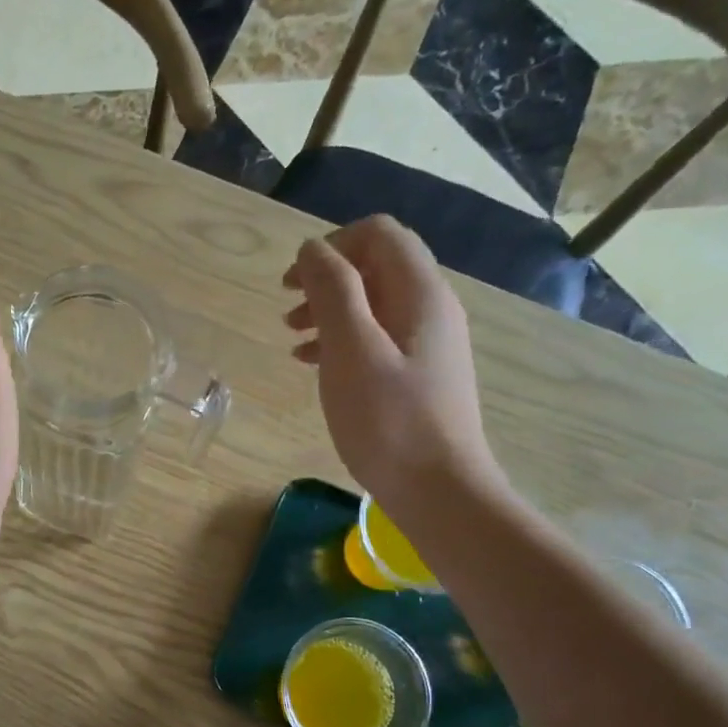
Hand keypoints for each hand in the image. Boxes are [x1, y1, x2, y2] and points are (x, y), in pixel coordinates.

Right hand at [283, 216, 501, 521]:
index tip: (293, 282)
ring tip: (293, 341)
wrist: (439, 492)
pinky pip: (378, 339)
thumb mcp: (352, 350)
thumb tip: (313, 249)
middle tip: (287, 312)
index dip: (331, 247)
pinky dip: (342, 342)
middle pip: (376, 267)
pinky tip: (315, 366)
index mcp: (420, 293)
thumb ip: (332, 291)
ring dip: (330, 312)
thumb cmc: (389, 421)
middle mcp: (431, 309)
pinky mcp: (419, 376)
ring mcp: (428, 344)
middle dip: (327, 281)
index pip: (378, 235)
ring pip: (374, 305)